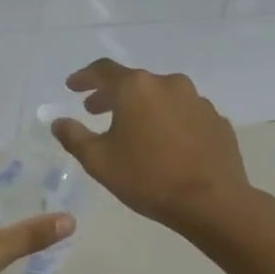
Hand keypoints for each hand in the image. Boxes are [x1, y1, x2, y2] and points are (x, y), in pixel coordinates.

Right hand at [52, 60, 258, 237]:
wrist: (212, 202)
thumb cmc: (148, 178)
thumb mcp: (99, 161)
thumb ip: (74, 137)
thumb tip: (58, 121)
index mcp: (136, 88)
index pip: (103, 71)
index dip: (84, 77)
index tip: (72, 87)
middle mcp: (168, 84)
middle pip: (133, 82)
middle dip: (111, 95)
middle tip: (94, 111)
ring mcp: (197, 100)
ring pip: (160, 96)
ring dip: (141, 107)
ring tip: (130, 129)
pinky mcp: (216, 119)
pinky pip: (183, 113)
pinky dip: (167, 120)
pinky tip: (163, 143)